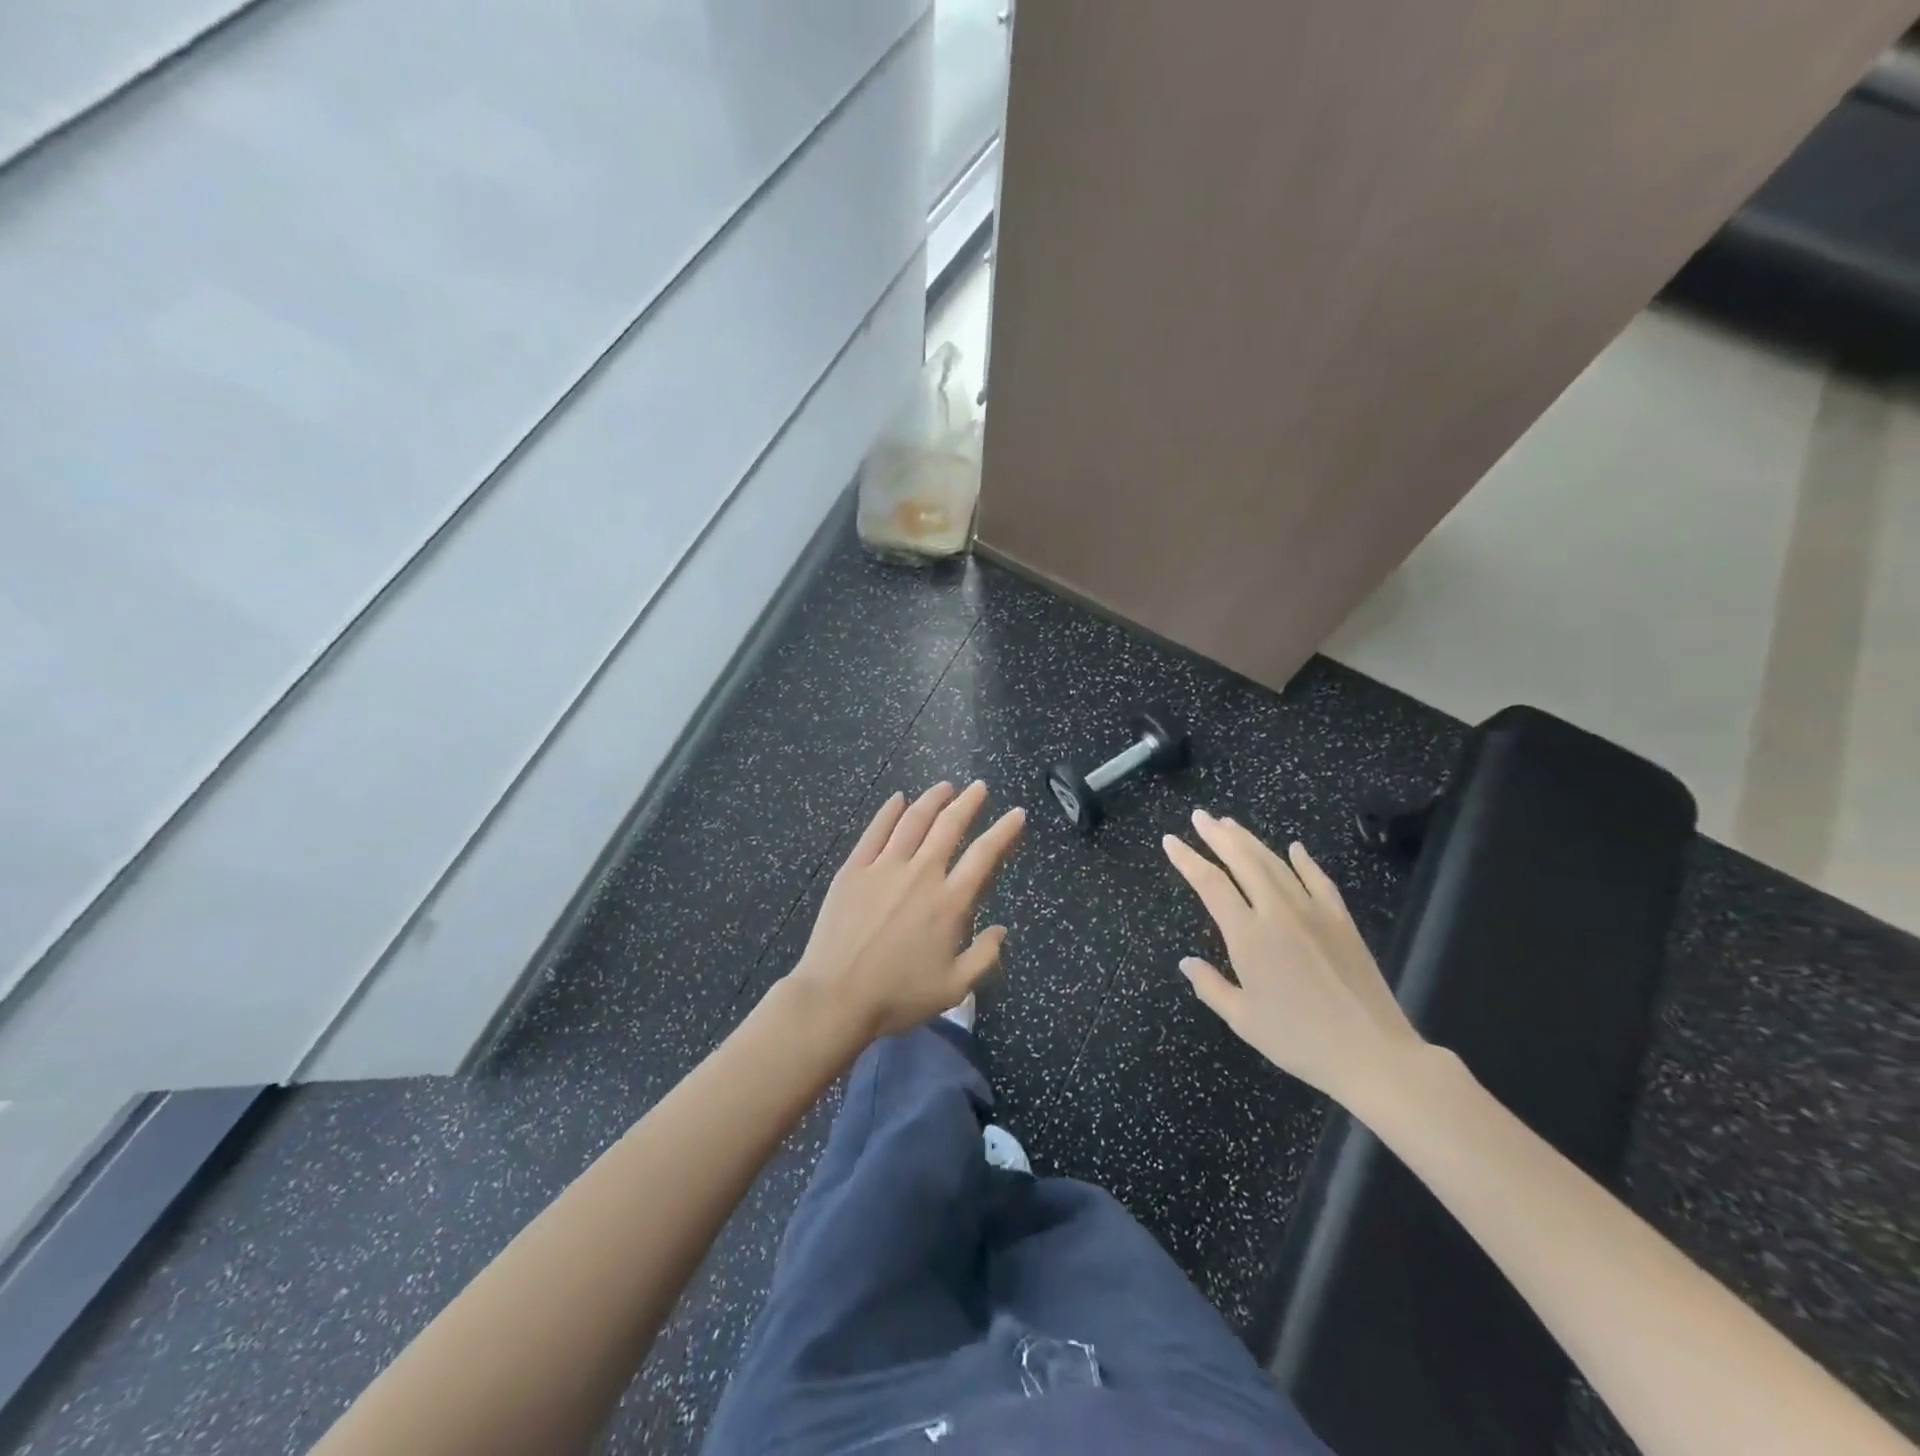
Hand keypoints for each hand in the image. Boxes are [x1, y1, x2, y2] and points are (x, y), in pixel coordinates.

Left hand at [791, 782, 1025, 1040]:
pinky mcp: (854, 869)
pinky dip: (889, 811)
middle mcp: (921, 874)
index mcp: (949, 902)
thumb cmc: (898, 996)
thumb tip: (1001, 930)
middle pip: (949, 826)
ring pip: (913, 821)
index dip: (1004, 831)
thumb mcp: (954, 988)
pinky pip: (875, 831)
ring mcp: (884, 868)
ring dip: (932, 799)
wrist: (836, 997)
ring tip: (945, 786)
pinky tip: (898, 799)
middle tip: (979, 787)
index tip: (1016, 814)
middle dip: (968, 802)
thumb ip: (984, 957)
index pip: (984, 856)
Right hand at [1162, 810, 1427, 1111]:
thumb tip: (1186, 962)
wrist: (1373, 1054)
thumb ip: (1210, 986)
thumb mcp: (1243, 1020)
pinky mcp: (1341, 920)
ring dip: (1250, 840)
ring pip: (1276, 863)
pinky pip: (1318, 880)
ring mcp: (1313, 912)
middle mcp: (1277, 912)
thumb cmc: (1299, 1041)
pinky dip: (1303, 861)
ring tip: (1230, 823)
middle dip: (1217, 835)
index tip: (1171, 840)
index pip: (1210, 884)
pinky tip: (1295, 848)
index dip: (1187, 859)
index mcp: (1248, 936)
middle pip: (1243, 861)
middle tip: (1200, 816)